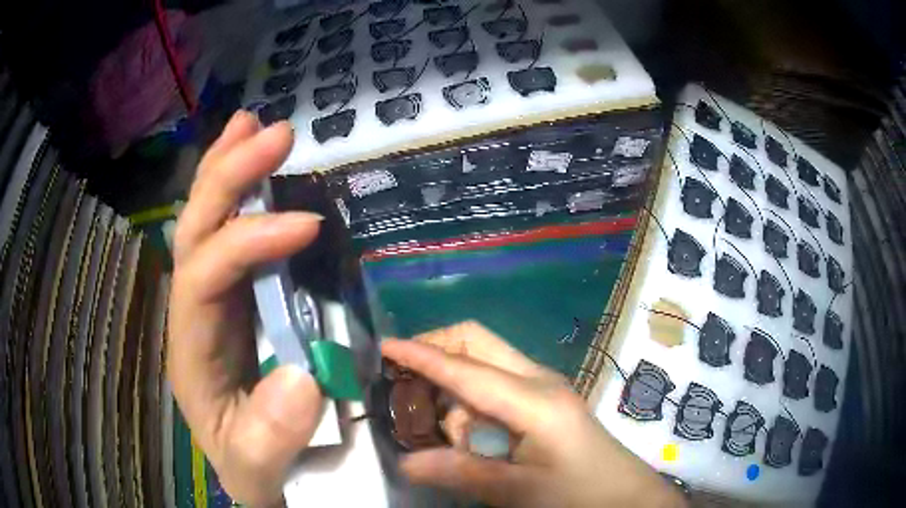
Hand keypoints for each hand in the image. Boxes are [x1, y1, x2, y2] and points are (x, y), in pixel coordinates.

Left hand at [168, 111, 324, 506]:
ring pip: (205, 220)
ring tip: (253, 125)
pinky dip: (241, 194)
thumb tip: (301, 375)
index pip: (204, 277)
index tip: (307, 225)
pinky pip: (231, 234)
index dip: (248, 242)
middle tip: (273, 133)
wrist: (256, 469)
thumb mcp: (259, 468)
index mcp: (191, 348)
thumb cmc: (253, 465)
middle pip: (195, 230)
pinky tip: (255, 165)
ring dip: (227, 168)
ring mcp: (214, 299)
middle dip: (228, 177)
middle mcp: (194, 311)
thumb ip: (270, 437)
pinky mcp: (238, 297)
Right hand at [382, 322, 686, 507]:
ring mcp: (543, 388)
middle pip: (477, 342)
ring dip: (455, 385)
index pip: (464, 369)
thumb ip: (461, 473)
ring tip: (448, 434)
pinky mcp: (544, 401)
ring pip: (485, 362)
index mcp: (533, 400)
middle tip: (405, 382)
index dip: (420, 356)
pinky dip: (472, 399)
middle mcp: (538, 380)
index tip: (382, 347)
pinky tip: (471, 436)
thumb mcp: (518, 491)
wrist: (625, 496)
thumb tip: (404, 463)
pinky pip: (497, 384)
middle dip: (437, 350)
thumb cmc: (579, 494)